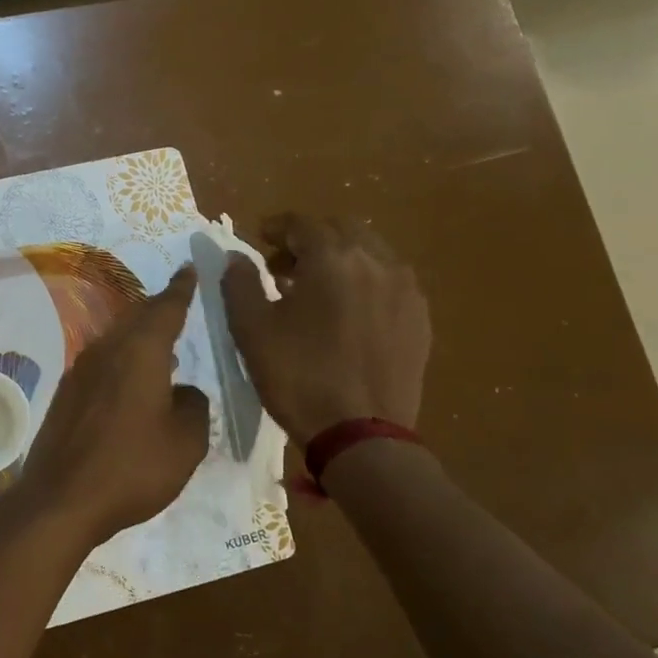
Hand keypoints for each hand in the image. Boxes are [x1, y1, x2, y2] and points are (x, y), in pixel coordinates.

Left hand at [17, 268, 209, 547]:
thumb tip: (184, 393)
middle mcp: (107, 349)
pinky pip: (102, 361)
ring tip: (163, 345)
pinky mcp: (66, 393)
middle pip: (137, 317)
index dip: (182, 288)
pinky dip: (122, 359)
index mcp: (140, 351)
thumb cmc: (132, 467)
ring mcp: (80, 370)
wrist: (61, 499)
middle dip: (160, 308)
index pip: (166, 308)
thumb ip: (194, 407)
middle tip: (179, 302)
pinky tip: (132, 381)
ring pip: (117, 338)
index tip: (190, 268)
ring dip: (140, 335)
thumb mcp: (186, 443)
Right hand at [222, 214, 430, 447]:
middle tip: (284, 265)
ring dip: (340, 258)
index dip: (276, 227)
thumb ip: (240, 283)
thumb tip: (237, 257)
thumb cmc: (298, 377)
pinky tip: (348, 312)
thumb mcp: (251, 329)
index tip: (259, 239)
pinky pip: (389, 281)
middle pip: (340, 229)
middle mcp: (376, 261)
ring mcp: (405, 289)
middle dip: (310, 239)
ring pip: (370, 252)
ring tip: (316, 289)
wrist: (360, 435)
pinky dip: (365, 281)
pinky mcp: (419, 318)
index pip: (301, 223)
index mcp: (332, 258)